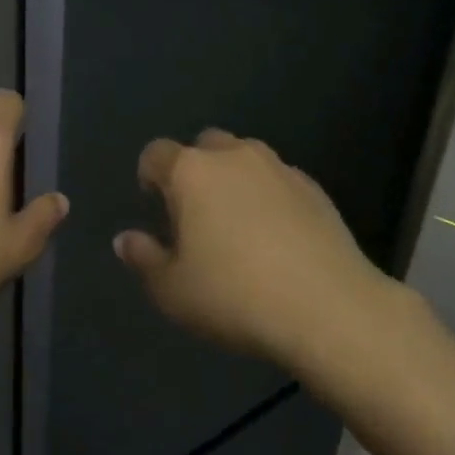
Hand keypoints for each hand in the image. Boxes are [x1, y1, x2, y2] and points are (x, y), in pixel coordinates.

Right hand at [115, 130, 397, 367]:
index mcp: (191, 171)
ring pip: (245, 157)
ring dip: (234, 179)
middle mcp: (233, 156)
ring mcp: (278, 168)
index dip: (149, 175)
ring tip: (238, 223)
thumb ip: (144, 259)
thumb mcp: (173, 291)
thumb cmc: (236, 297)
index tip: (155, 206)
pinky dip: (269, 196)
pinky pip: (279, 180)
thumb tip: (125, 239)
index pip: (156, 153)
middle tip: (197, 215)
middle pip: (204, 145)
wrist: (329, 308)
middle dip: (195, 170)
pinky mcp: (314, 188)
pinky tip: (277, 236)